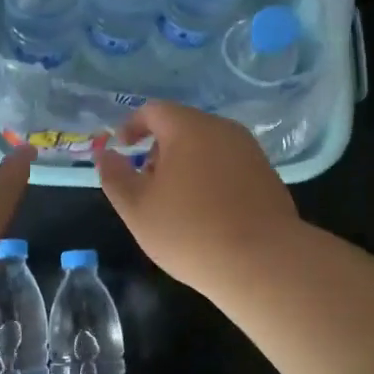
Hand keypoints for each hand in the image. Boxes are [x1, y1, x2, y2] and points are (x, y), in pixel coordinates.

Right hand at [94, 101, 299, 290]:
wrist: (264, 262)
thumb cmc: (190, 231)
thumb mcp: (137, 208)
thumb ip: (115, 176)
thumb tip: (106, 153)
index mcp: (188, 128)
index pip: (153, 110)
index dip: (132, 126)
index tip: (122, 150)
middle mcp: (222, 129)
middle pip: (182, 126)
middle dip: (159, 149)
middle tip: (147, 184)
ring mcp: (250, 151)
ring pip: (207, 146)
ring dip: (185, 164)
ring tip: (176, 203)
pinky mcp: (268, 175)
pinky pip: (228, 165)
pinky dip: (210, 177)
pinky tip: (208, 213)